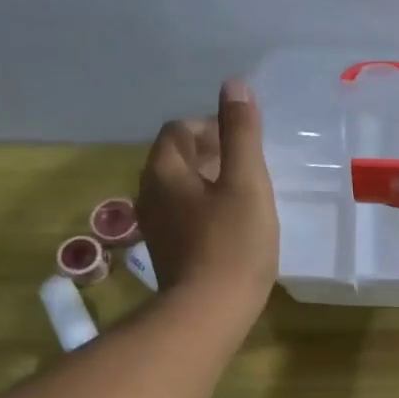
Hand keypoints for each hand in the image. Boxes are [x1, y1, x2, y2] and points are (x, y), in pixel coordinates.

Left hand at [137, 78, 277, 317]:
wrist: (209, 312)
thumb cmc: (233, 243)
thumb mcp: (246, 183)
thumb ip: (241, 133)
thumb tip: (234, 85)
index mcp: (164, 171)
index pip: (179, 131)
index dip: (211, 127)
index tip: (243, 142)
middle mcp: (150, 194)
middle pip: (176, 160)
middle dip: (210, 154)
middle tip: (248, 166)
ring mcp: (156, 227)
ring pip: (180, 190)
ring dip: (208, 184)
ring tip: (245, 196)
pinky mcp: (169, 253)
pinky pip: (185, 217)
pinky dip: (205, 211)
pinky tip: (232, 228)